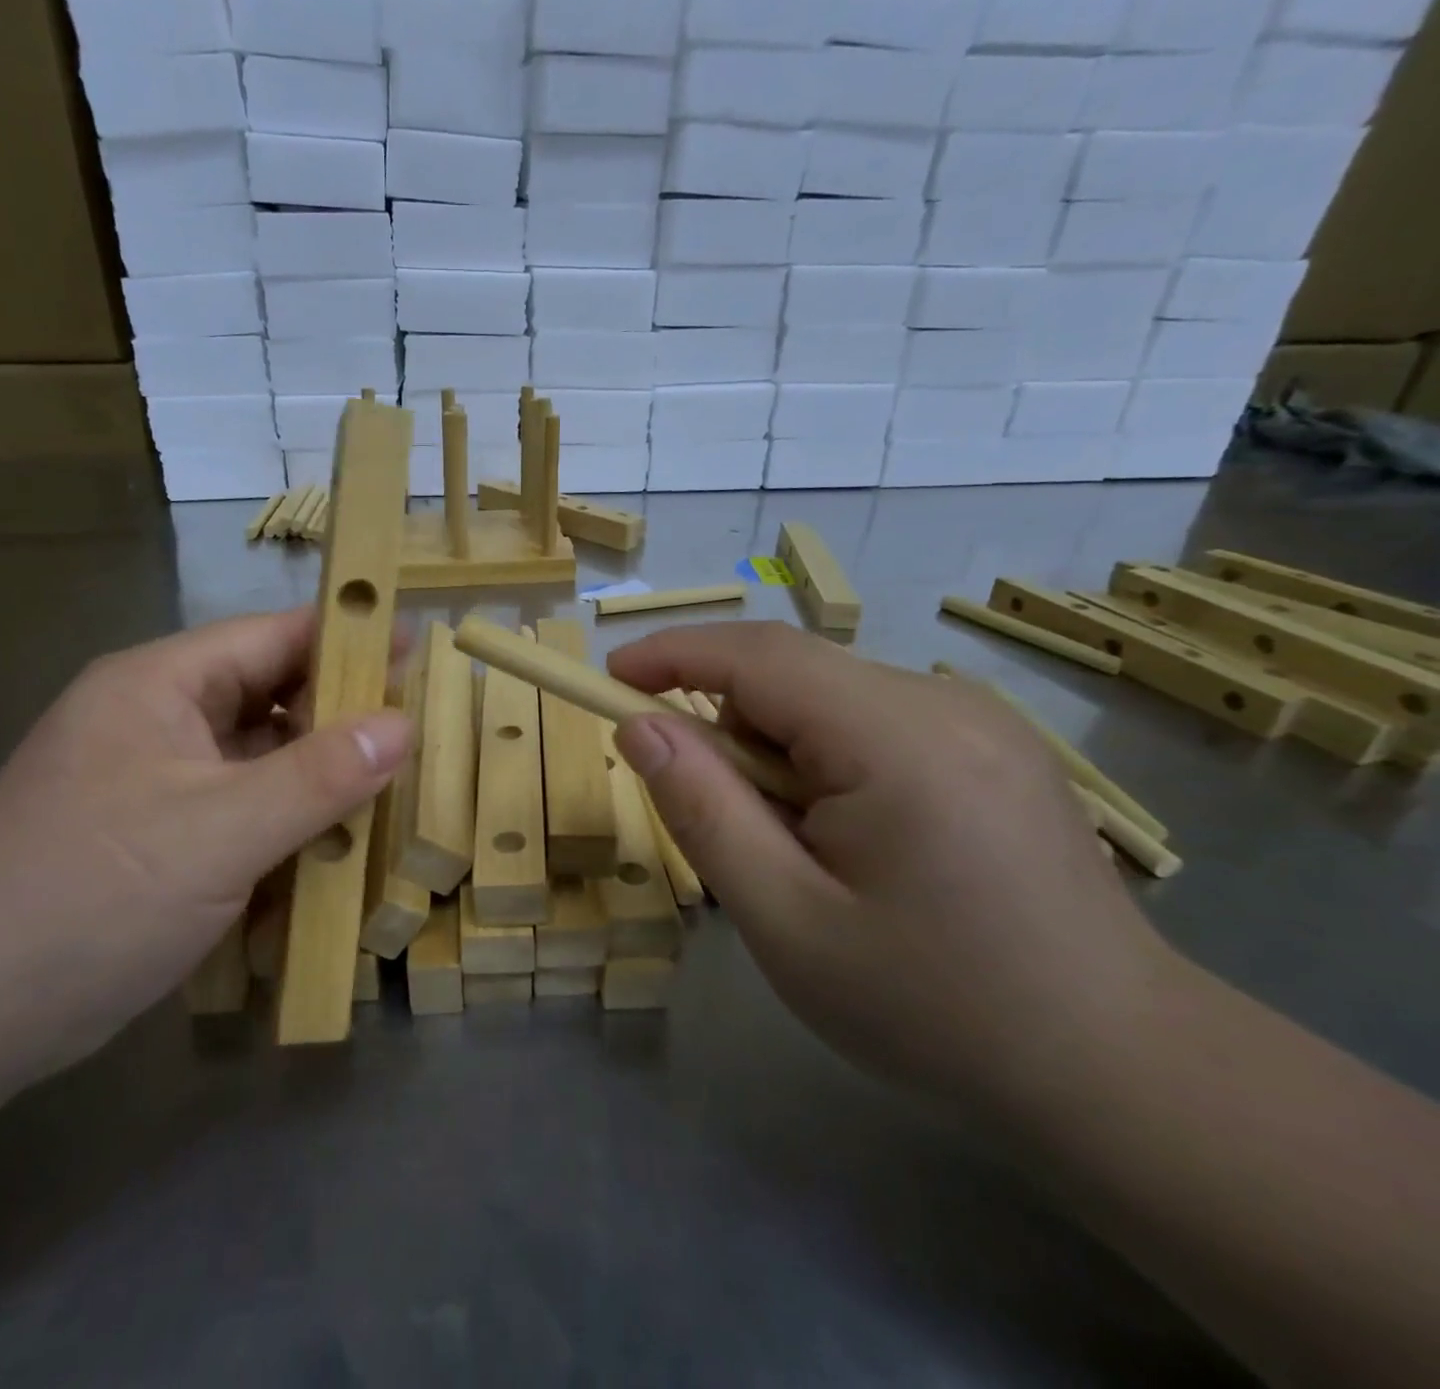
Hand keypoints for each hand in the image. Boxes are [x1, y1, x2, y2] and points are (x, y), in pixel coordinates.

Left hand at [0, 608, 410, 1077]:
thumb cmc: (92, 896)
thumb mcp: (221, 831)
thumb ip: (319, 775)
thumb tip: (402, 725)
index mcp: (160, 685)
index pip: (272, 637)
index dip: (347, 638)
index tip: (418, 650)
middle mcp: (158, 719)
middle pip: (269, 695)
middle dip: (340, 714)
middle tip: (417, 731)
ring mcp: (157, 780)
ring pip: (261, 756)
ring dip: (318, 774)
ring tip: (392, 786)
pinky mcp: (160, 834)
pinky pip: (243, 806)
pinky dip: (288, 819)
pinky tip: (334, 843)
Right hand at [610, 622, 1181, 1120]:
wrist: (1120, 1074)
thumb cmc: (935, 1010)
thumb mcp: (786, 921)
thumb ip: (703, 811)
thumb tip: (638, 727)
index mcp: (898, 739)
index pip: (758, 655)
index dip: (672, 654)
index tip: (608, 677)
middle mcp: (945, 703)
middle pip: (792, 677)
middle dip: (733, 733)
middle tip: (737, 831)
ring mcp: (979, 720)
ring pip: (827, 700)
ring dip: (781, 756)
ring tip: (808, 854)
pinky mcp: (992, 745)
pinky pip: (870, 722)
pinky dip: (827, 763)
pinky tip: (860, 843)